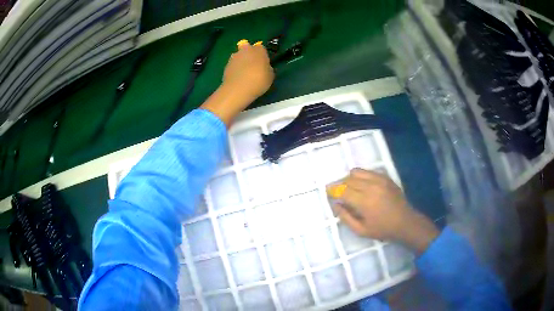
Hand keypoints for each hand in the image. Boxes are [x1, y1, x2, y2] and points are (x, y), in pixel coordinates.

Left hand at [222, 41, 274, 99]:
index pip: (261, 48)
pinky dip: (234, 69)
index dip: (262, 55)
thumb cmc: (259, 80)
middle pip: (247, 48)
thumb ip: (267, 68)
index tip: (263, 63)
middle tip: (252, 65)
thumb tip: (265, 67)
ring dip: (240, 61)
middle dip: (248, 54)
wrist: (238, 89)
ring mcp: (234, 57)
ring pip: (238, 56)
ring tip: (243, 73)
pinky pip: (233, 65)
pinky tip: (237, 78)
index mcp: (259, 50)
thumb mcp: (270, 75)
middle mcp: (245, 50)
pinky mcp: (226, 65)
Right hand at [328, 168, 438, 253]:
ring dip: (350, 179)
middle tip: (338, 193)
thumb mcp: (361, 230)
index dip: (332, 190)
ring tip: (350, 188)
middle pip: (348, 179)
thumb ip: (345, 217)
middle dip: (340, 185)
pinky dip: (361, 176)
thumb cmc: (383, 229)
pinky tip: (363, 186)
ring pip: (357, 172)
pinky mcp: (386, 177)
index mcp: (364, 202)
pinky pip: (368, 171)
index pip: (342, 190)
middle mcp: (371, 187)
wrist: (405, 222)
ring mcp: (379, 180)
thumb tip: (335, 205)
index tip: (327, 192)